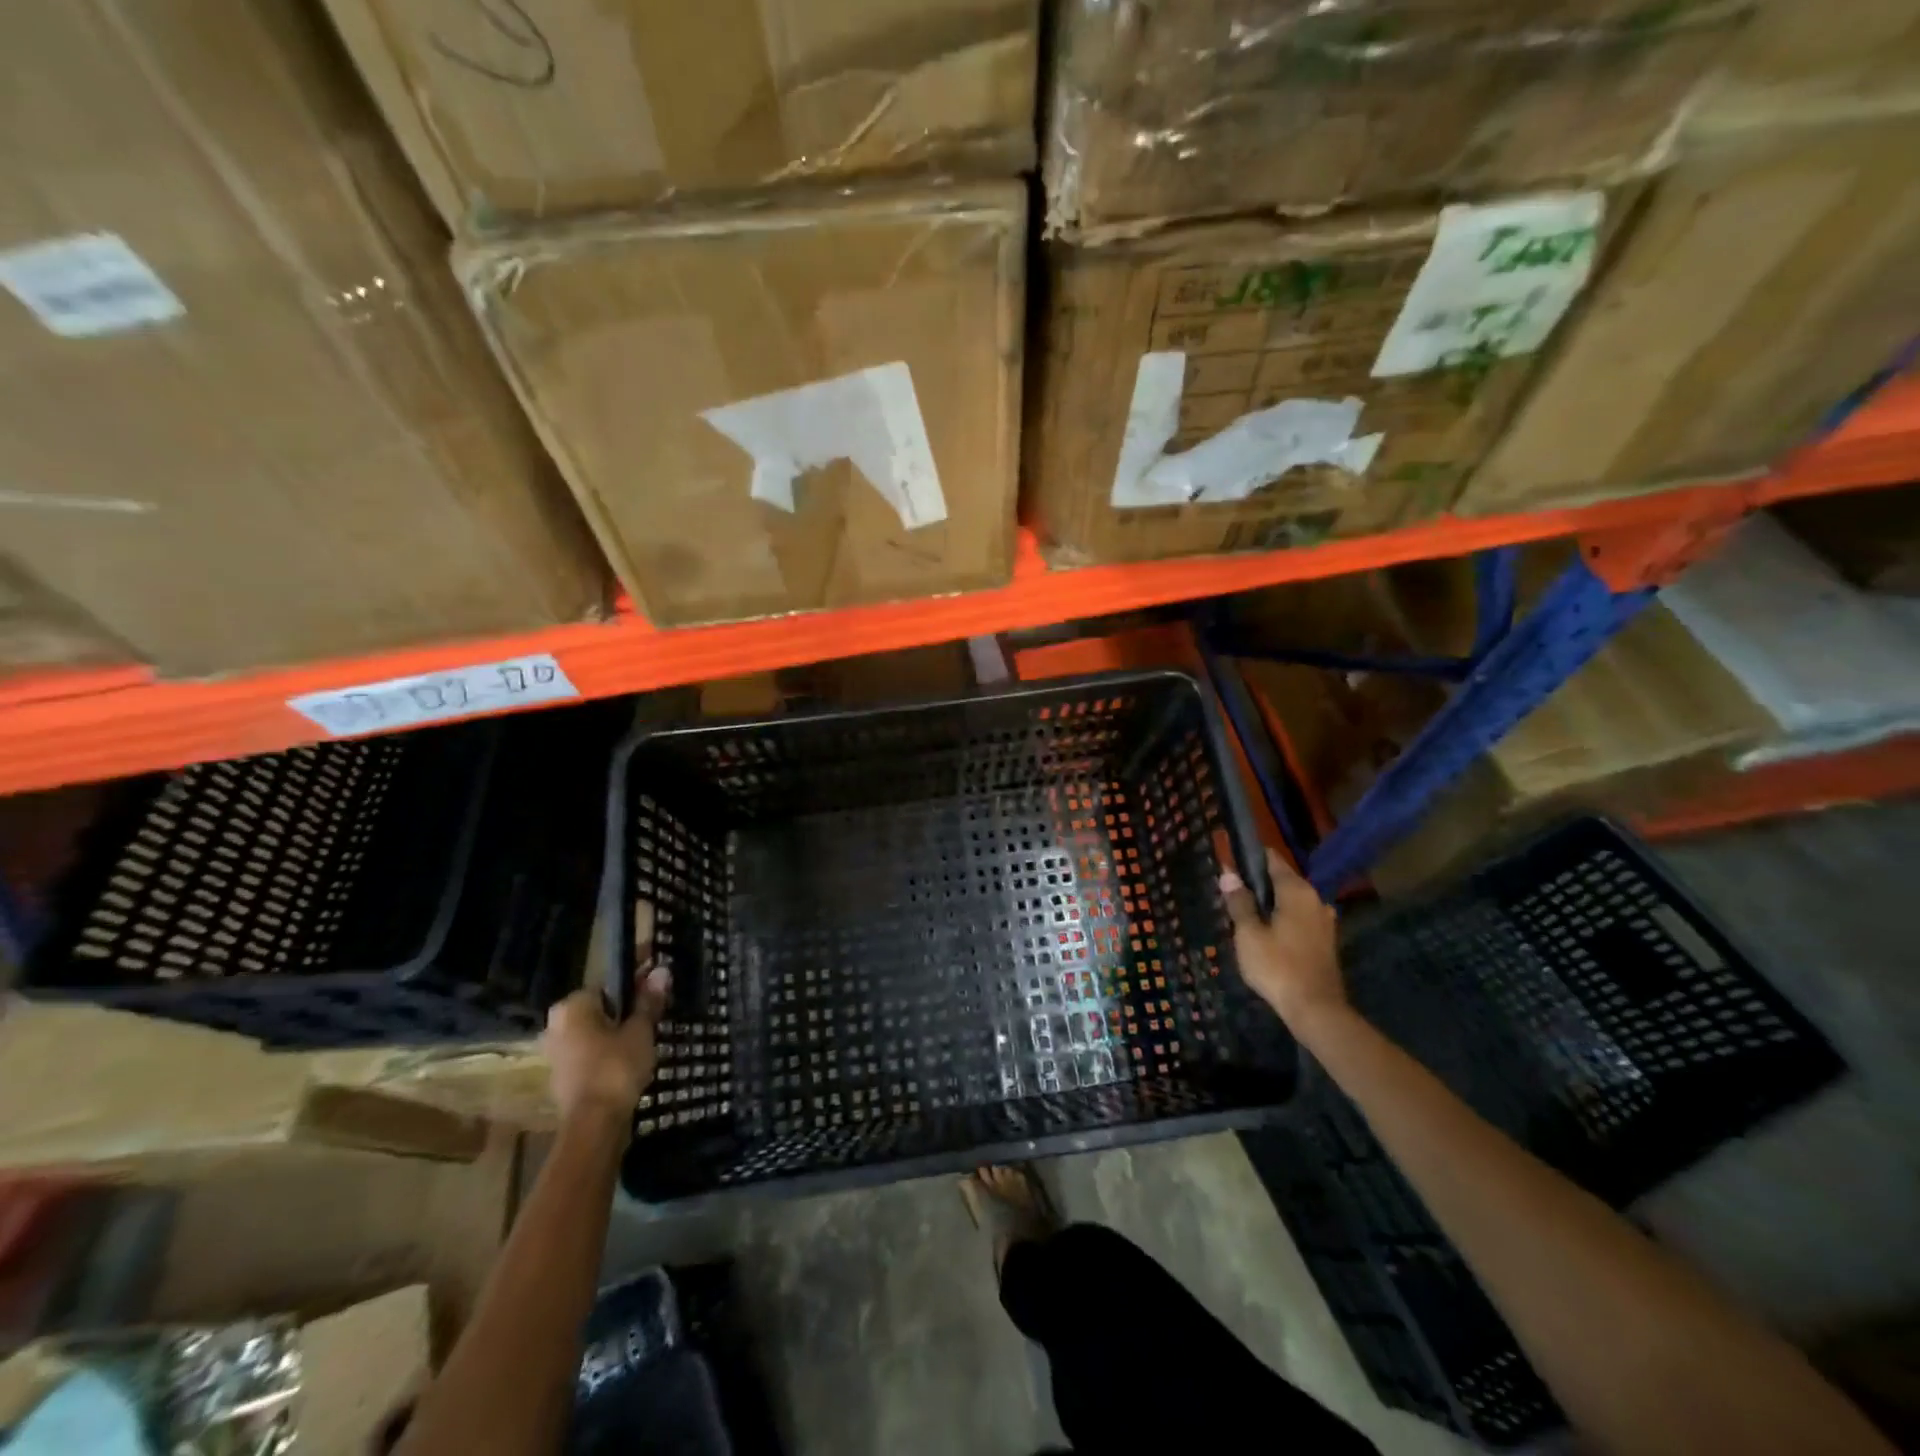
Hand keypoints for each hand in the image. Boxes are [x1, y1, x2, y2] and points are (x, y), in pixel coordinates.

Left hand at [542, 962, 669, 1129]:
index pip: (610, 980)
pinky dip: (612, 1045)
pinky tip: (636, 1049)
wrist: (594, 1125)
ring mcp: (558, 1051)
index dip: (637, 973)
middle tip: (659, 999)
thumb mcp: (640, 1030)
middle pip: (602, 1004)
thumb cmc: (616, 1067)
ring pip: (597, 1027)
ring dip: (621, 1024)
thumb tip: (662, 970)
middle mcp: (557, 1024)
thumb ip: (649, 1000)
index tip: (658, 970)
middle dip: (629, 1001)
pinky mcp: (565, 1074)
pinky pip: (593, 1048)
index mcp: (572, 1006)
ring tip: (653, 1023)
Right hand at [1219, 846, 1346, 1032]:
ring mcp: (1324, 920)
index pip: (1271, 859)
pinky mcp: (1325, 940)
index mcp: (1296, 890)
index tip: (1229, 864)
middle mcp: (1314, 898)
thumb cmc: (1277, 967)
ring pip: (1291, 901)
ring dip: (1271, 904)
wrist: (1316, 1010)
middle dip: (1258, 884)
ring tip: (1245, 917)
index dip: (1249, 858)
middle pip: (1282, 880)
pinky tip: (1267, 935)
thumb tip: (1229, 874)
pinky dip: (1283, 920)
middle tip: (1231, 896)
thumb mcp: (1248, 934)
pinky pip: (1299, 918)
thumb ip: (1239, 902)